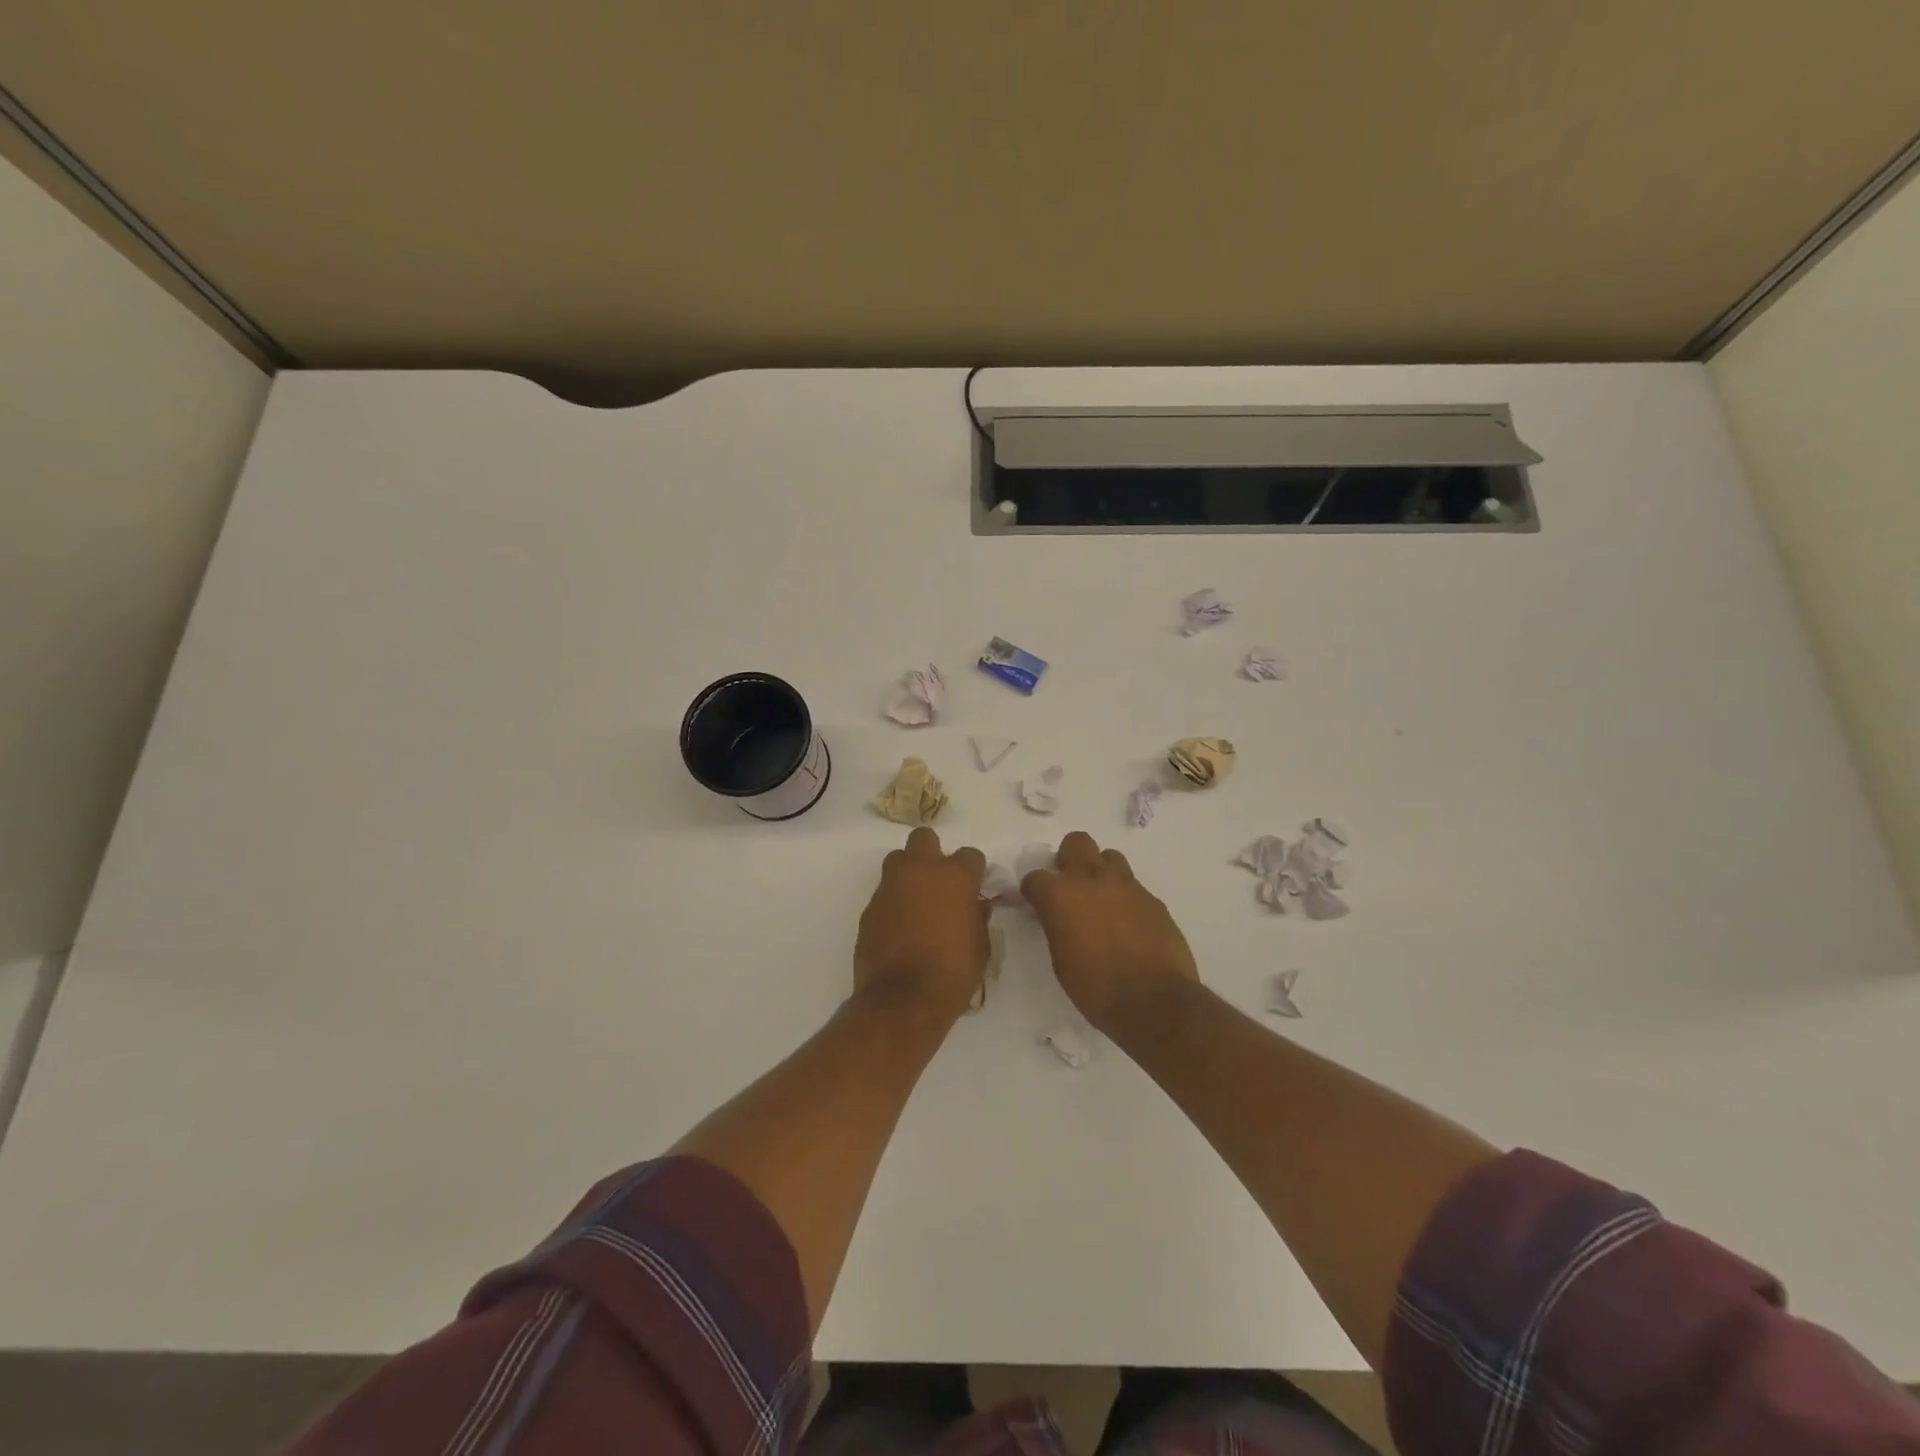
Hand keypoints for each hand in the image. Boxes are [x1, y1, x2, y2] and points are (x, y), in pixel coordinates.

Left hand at [855, 826, 989, 1019]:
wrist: (902, 1000)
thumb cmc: (953, 973)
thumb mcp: (981, 946)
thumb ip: (978, 916)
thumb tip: (975, 904)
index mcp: (955, 876)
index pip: (971, 855)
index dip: (973, 871)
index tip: (973, 888)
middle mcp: (921, 871)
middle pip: (924, 838)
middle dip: (932, 854)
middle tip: (939, 882)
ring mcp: (890, 886)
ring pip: (898, 860)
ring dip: (908, 873)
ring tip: (916, 900)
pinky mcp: (869, 907)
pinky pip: (884, 892)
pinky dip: (893, 902)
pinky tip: (900, 926)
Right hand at [1021, 830, 1198, 1031]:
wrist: (1154, 1001)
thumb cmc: (1096, 988)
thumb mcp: (1061, 960)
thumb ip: (1057, 925)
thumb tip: (1058, 916)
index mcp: (1060, 895)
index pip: (1035, 876)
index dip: (1033, 889)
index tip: (1035, 902)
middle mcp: (1091, 879)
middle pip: (1076, 842)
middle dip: (1069, 858)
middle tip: (1070, 885)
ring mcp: (1126, 885)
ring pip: (1109, 857)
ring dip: (1100, 872)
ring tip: (1102, 900)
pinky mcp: (1152, 898)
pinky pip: (1133, 886)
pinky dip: (1125, 897)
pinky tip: (1127, 924)